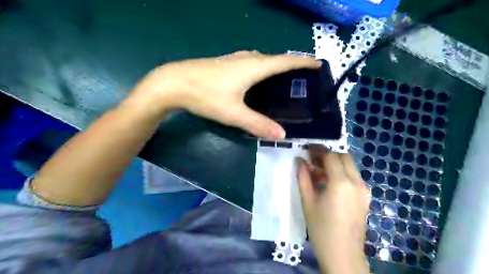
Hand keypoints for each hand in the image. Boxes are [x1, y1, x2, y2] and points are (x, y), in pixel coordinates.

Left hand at [128, 50, 322, 139]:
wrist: (175, 82)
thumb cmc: (206, 95)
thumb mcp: (234, 113)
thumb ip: (258, 124)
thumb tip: (282, 135)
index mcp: (255, 67)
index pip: (287, 61)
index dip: (304, 62)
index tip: (318, 64)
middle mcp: (248, 58)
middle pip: (276, 59)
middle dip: (292, 65)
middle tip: (303, 78)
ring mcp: (236, 58)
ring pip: (263, 60)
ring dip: (277, 66)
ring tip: (285, 79)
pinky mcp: (227, 63)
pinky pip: (253, 62)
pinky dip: (263, 68)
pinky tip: (259, 80)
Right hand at [296, 145, 368, 272]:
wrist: (342, 254)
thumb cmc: (321, 228)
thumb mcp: (308, 201)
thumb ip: (303, 177)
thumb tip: (299, 160)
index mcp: (341, 183)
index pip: (331, 156)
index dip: (318, 151)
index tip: (307, 151)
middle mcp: (356, 182)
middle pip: (344, 157)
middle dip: (328, 155)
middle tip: (313, 162)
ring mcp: (364, 190)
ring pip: (350, 166)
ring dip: (335, 164)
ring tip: (318, 174)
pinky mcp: (365, 197)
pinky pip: (354, 177)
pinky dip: (342, 174)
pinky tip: (329, 185)